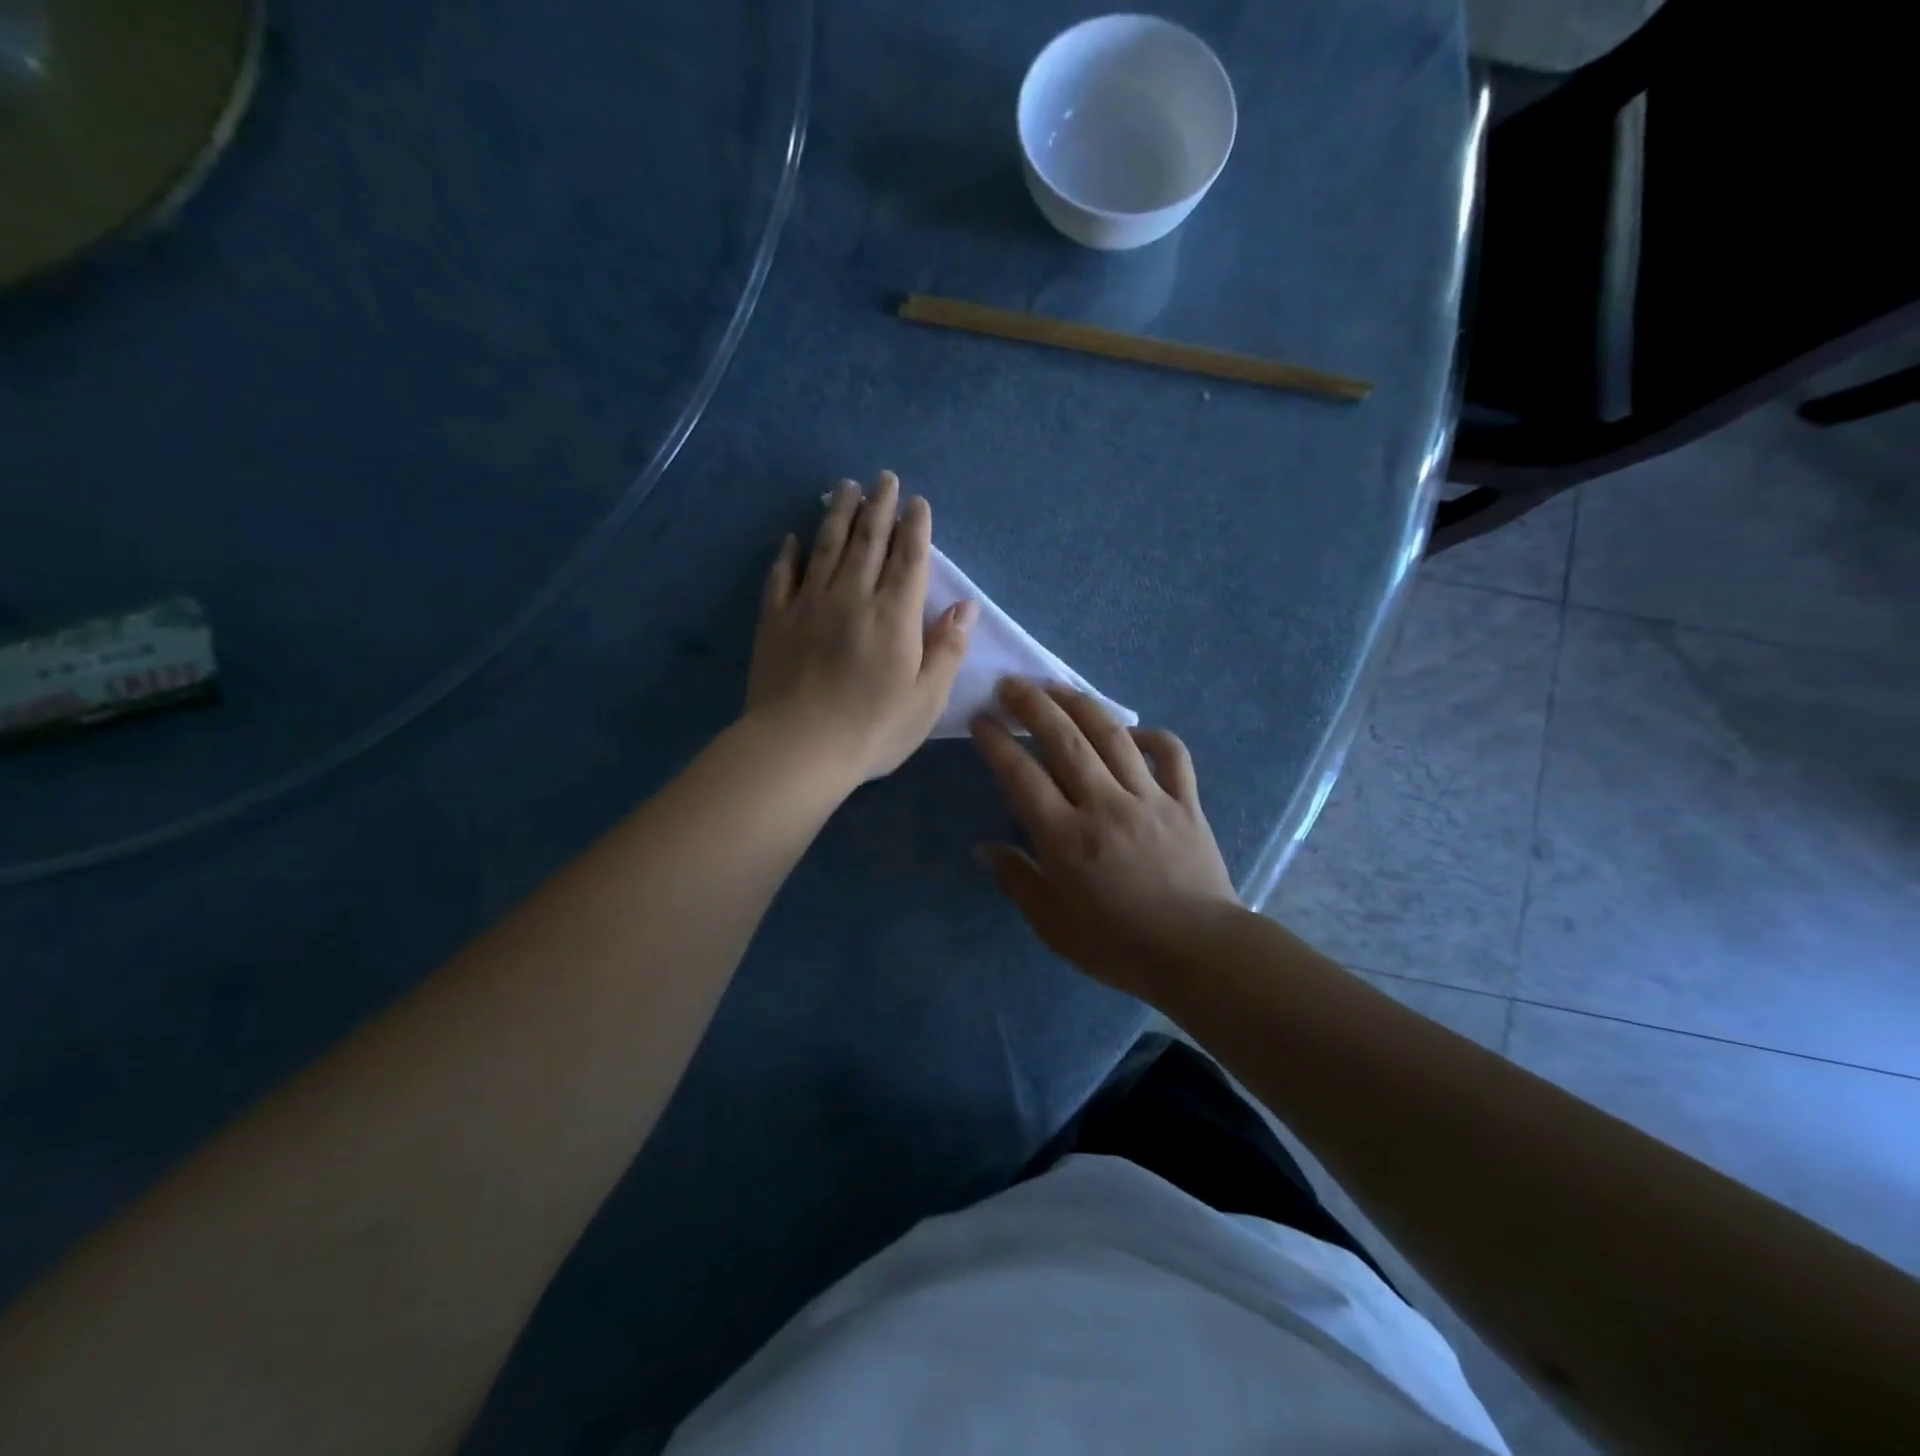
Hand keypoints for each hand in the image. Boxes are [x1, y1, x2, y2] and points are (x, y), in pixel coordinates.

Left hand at [746, 472, 977, 786]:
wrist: (799, 747)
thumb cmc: (873, 728)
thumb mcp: (927, 698)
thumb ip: (948, 648)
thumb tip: (967, 606)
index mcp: (895, 615)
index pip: (909, 558)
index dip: (916, 527)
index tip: (917, 502)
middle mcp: (853, 596)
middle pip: (868, 540)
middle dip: (878, 506)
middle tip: (883, 478)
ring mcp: (809, 604)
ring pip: (826, 547)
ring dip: (838, 513)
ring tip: (844, 487)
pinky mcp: (775, 620)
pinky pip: (782, 576)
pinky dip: (789, 554)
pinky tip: (793, 538)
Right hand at [971, 679, 1237, 1003]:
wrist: (1199, 955)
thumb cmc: (1118, 946)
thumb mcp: (1053, 926)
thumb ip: (1017, 880)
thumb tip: (984, 848)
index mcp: (1066, 838)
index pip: (1022, 775)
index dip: (997, 742)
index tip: (981, 720)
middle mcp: (1105, 805)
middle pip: (1065, 740)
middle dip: (1033, 705)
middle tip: (1012, 685)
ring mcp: (1150, 798)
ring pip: (1112, 735)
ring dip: (1080, 705)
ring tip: (1056, 688)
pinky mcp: (1185, 802)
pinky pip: (1171, 754)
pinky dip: (1151, 735)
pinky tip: (1131, 733)